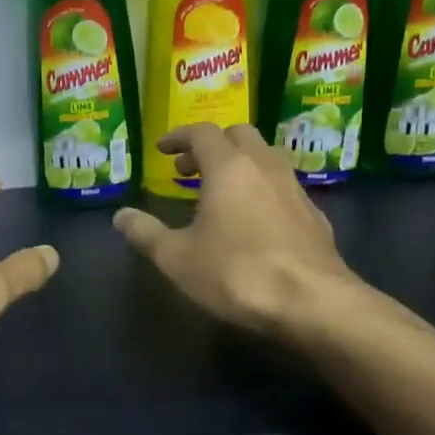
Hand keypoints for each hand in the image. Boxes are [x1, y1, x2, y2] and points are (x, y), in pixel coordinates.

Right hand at [114, 123, 364, 337]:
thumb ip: (146, 233)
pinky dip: (260, 189)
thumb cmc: (236, 273)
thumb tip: (120, 216)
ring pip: (265, 158)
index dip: (178, 137)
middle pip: (239, 136)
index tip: (162, 149)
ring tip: (218, 193)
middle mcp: (264, 166)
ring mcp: (294, 189)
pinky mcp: (314, 215)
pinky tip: (252, 221)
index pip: (202, 132)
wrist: (312, 302)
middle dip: (211, 146)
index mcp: (229, 167)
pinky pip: (281, 186)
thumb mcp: (177, 258)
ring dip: (238, 165)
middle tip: (188, 170)